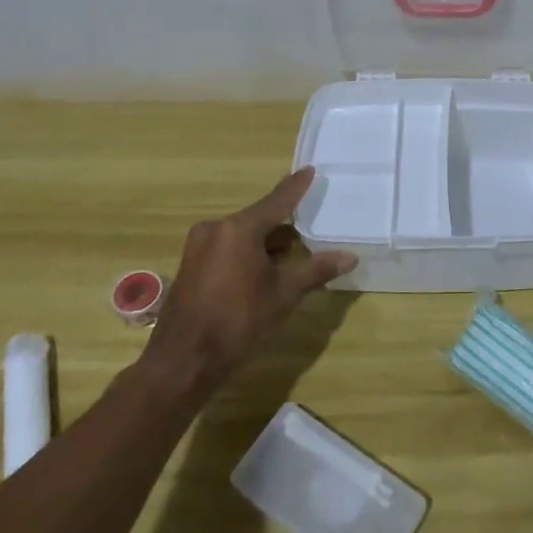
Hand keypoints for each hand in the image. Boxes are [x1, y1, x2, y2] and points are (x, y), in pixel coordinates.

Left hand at [144, 167, 356, 390]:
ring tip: (294, 249)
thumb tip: (350, 256)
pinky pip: (228, 249)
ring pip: (242, 235)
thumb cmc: (238, 321)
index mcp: (238, 229)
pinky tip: (265, 268)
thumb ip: (316, 270)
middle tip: (309, 221)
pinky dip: (248, 253)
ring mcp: (199, 248)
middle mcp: (216, 229)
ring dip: (266, 242)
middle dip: (283, 223)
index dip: (296, 187)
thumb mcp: (283, 294)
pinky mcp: (192, 266)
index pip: (276, 201)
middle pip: (258, 219)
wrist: (183, 362)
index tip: (310, 170)